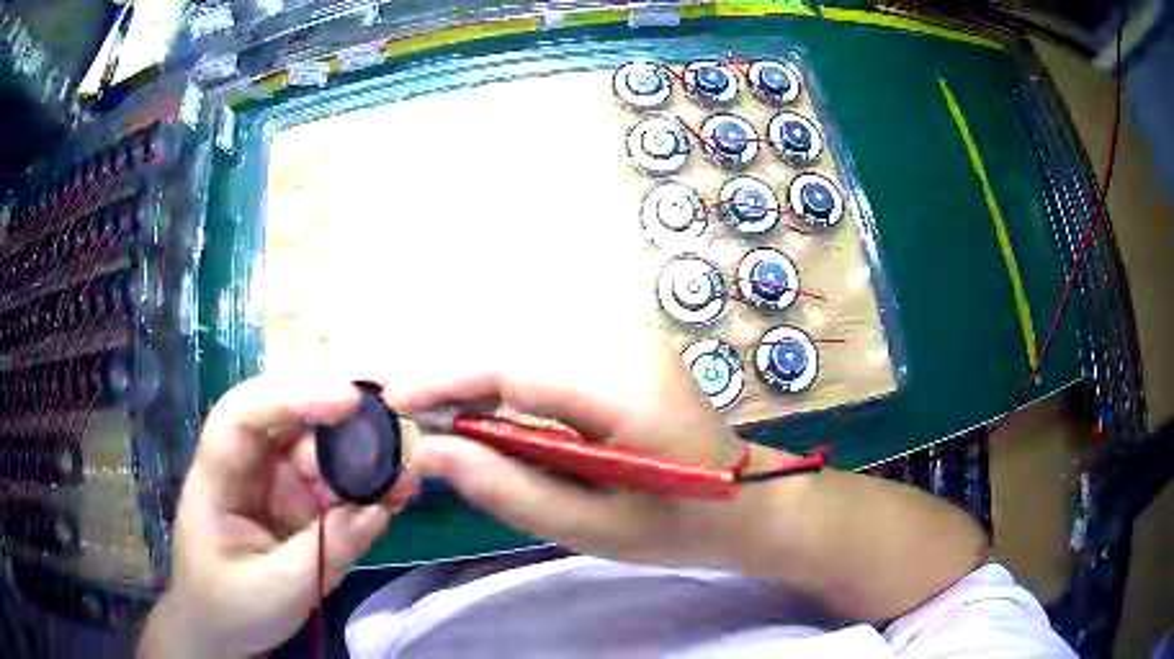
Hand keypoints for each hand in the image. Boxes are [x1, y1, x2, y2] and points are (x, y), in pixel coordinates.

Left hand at [140, 377, 418, 657]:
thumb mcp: (277, 589)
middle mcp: (247, 466)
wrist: (220, 628)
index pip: (244, 415)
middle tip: (397, 431)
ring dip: (361, 461)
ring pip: (318, 452)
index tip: (348, 400)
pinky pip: (331, 486)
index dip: (292, 396)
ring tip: (405, 480)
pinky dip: (363, 490)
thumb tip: (381, 509)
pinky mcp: (295, 504)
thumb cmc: (230, 606)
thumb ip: (326, 550)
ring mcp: (273, 483)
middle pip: (290, 422)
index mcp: (219, 476)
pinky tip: (393, 497)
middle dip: (341, 423)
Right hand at [392, 326, 987, 621]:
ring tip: (447, 424)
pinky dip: (512, 388)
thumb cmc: (683, 526)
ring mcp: (629, 343)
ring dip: (480, 385)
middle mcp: (623, 345)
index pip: (510, 366)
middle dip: (455, 381)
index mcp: (621, 386)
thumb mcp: (593, 528)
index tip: (394, 400)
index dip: (443, 378)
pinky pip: (550, 363)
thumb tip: (434, 451)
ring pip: (527, 353)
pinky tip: (497, 420)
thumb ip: (509, 489)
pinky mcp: (627, 354)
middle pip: (513, 350)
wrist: (755, 504)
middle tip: (413, 418)